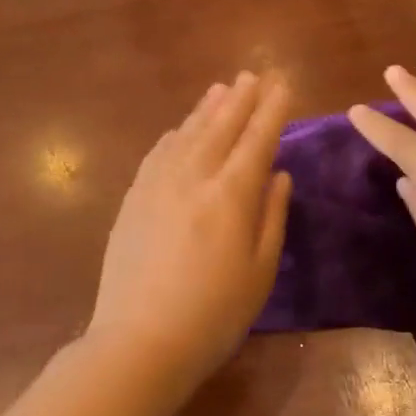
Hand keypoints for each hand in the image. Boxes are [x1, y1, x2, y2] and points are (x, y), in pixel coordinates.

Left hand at [89, 72, 292, 384]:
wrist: (140, 340)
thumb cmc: (215, 314)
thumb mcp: (260, 271)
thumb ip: (272, 216)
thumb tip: (277, 174)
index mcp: (231, 195)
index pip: (257, 140)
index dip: (272, 110)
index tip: (283, 85)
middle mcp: (193, 178)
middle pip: (221, 128)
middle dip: (241, 99)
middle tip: (254, 74)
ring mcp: (156, 186)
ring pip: (187, 135)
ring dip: (207, 109)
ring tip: (222, 88)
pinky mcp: (133, 200)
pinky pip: (157, 154)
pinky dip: (175, 135)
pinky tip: (181, 129)